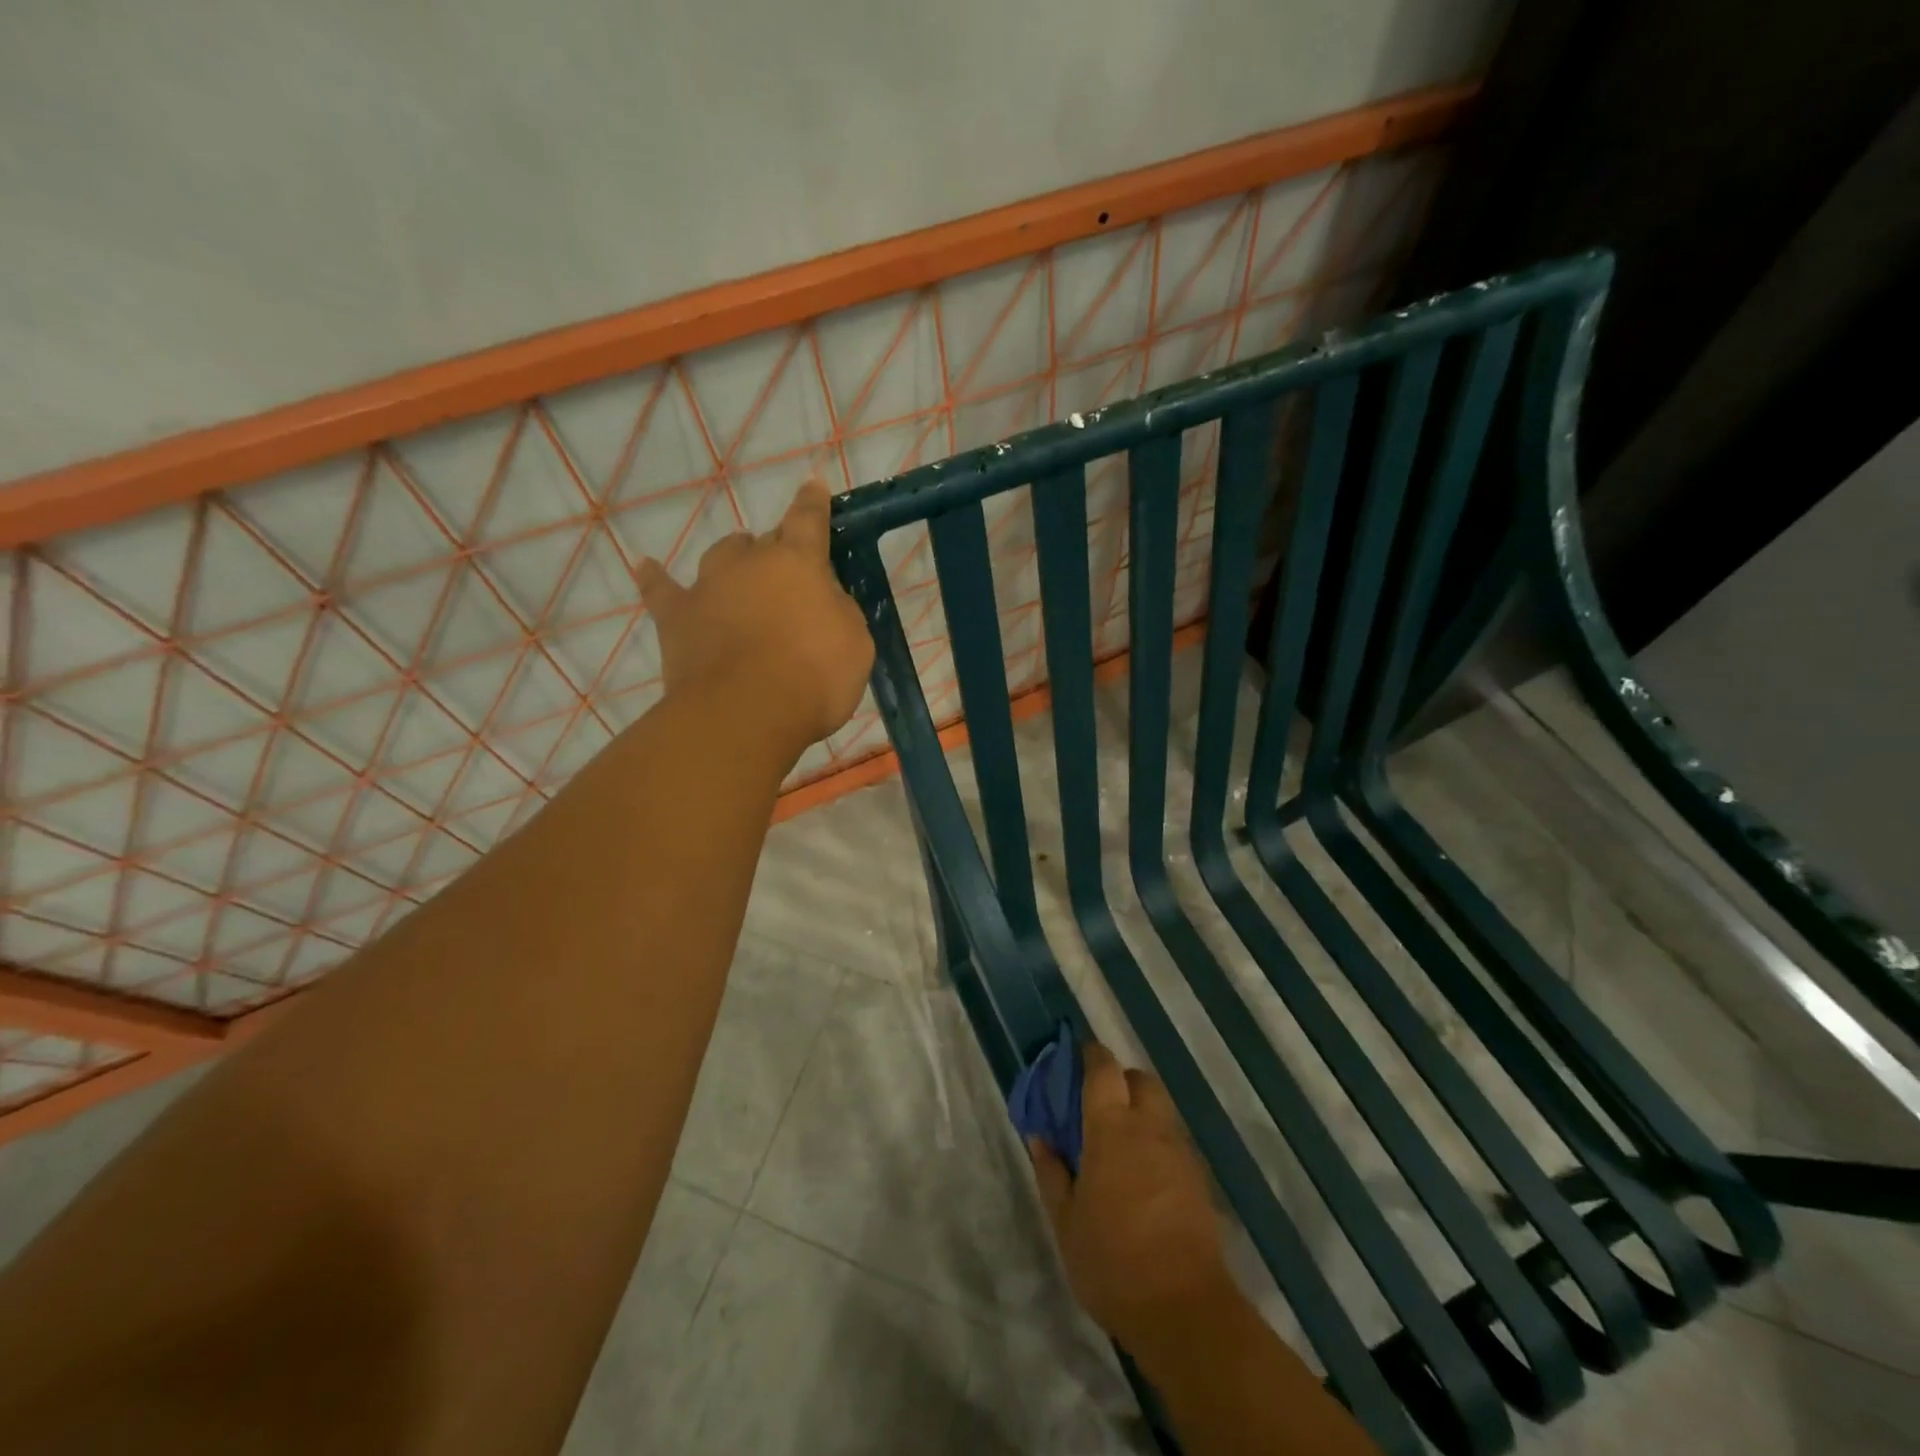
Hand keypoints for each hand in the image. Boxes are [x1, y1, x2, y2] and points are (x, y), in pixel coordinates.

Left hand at [637, 481, 873, 759]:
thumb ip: (840, 611)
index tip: (814, 486)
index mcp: (798, 562)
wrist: (745, 713)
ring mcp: (708, 586)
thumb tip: (824, 598)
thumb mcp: (855, 643)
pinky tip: (648, 567)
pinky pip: (661, 588)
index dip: (813, 502)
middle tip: (787, 578)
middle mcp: (750, 562)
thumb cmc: (813, 678)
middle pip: (763, 541)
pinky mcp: (676, 617)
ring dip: (733, 561)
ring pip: (721, 556)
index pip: (808, 519)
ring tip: (738, 576)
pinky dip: (656, 578)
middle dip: (776, 551)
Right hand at [1028, 1042, 1238, 1355]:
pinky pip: (1174, 1139)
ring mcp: (1179, 1152)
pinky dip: (1156, 1139)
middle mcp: (1150, 1128)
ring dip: (1140, 1109)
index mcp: (1112, 1129)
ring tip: (1119, 1141)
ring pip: (1161, 1108)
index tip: (1076, 1055)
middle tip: (1097, 1104)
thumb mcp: (1065, 1221)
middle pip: (1140, 1079)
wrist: (1184, 1310)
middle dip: (1120, 1080)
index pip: (1104, 1069)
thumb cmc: (1113, 1262)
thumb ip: (1051, 1172)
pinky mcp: (1198, 1178)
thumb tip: (1040, 1136)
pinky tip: (1142, 1173)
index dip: (1091, 1055)